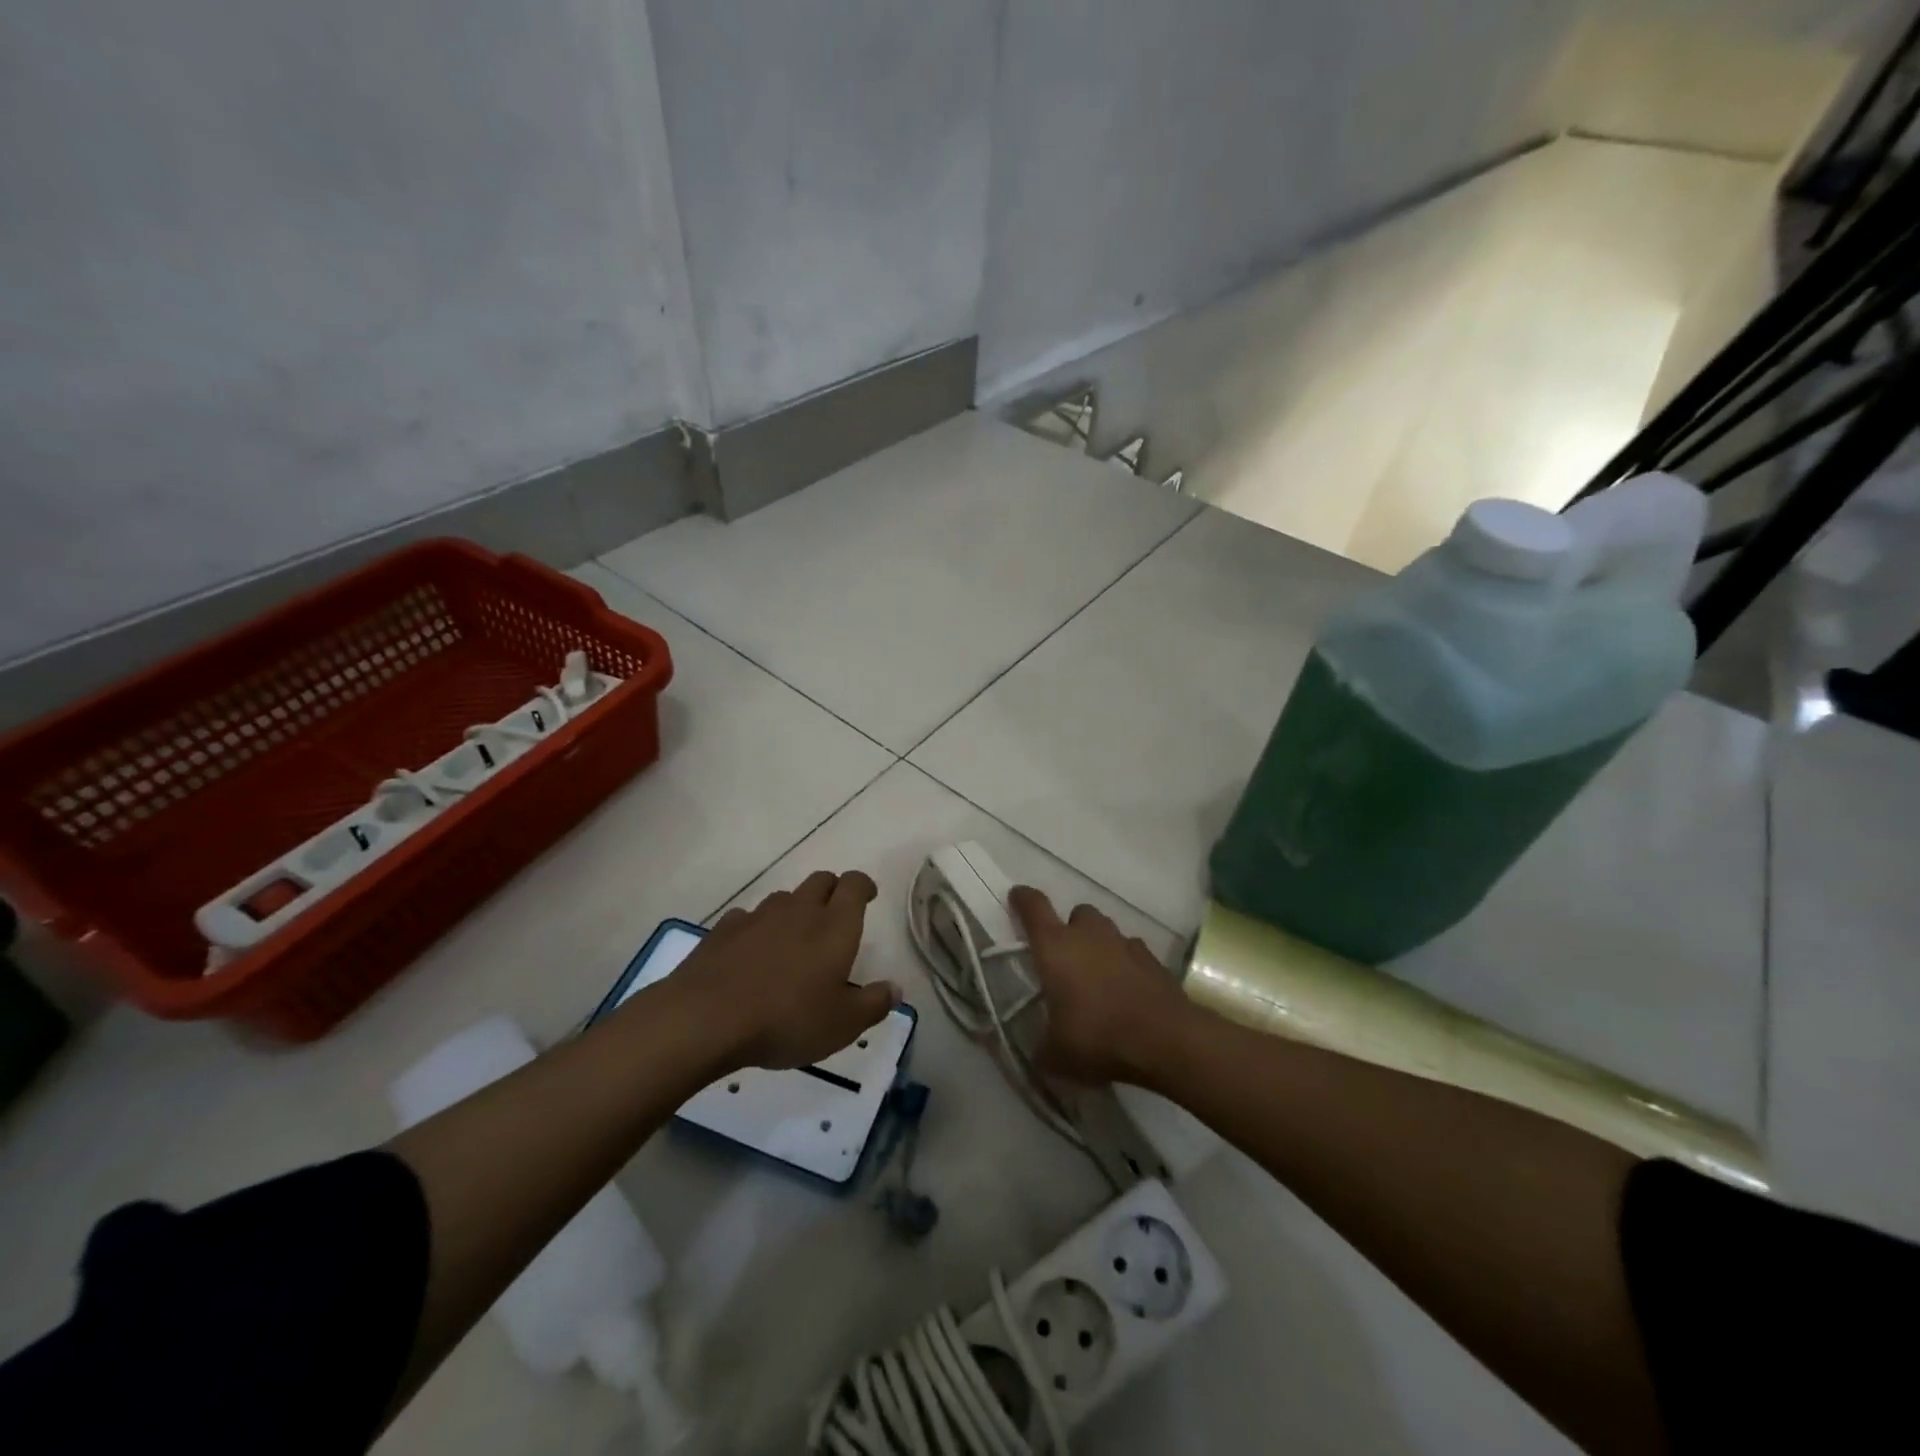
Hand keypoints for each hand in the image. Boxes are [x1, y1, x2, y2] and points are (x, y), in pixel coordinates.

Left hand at [676, 870, 897, 1070]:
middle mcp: (799, 910)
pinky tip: (753, 953)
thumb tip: (894, 989)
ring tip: (794, 939)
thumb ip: (873, 1004)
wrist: (705, 1018)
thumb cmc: (786, 1019)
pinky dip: (758, 928)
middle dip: (832, 891)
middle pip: (821, 880)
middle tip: (836, 916)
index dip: (863, 885)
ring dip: (795, 909)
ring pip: (785, 897)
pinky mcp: (724, 930)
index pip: (854, 884)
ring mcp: (758, 916)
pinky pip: (749, 917)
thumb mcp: (842, 1025)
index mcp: (834, 925)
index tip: (868, 896)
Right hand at [1009, 886, 1196, 1087]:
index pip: (1034, 907)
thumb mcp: (1057, 1055)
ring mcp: (1125, 944)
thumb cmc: (1098, 1037)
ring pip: (1107, 930)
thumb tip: (1041, 1053)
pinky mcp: (1153, 959)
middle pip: (1077, 914)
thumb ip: (1044, 1048)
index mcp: (1056, 947)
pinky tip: (1127, 988)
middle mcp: (1089, 935)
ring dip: (1100, 944)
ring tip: (1098, 975)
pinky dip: (1126, 963)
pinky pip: (1133, 951)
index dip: (1023, 899)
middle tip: (1067, 957)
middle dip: (1071, 928)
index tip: (1017, 897)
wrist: (1165, 1039)